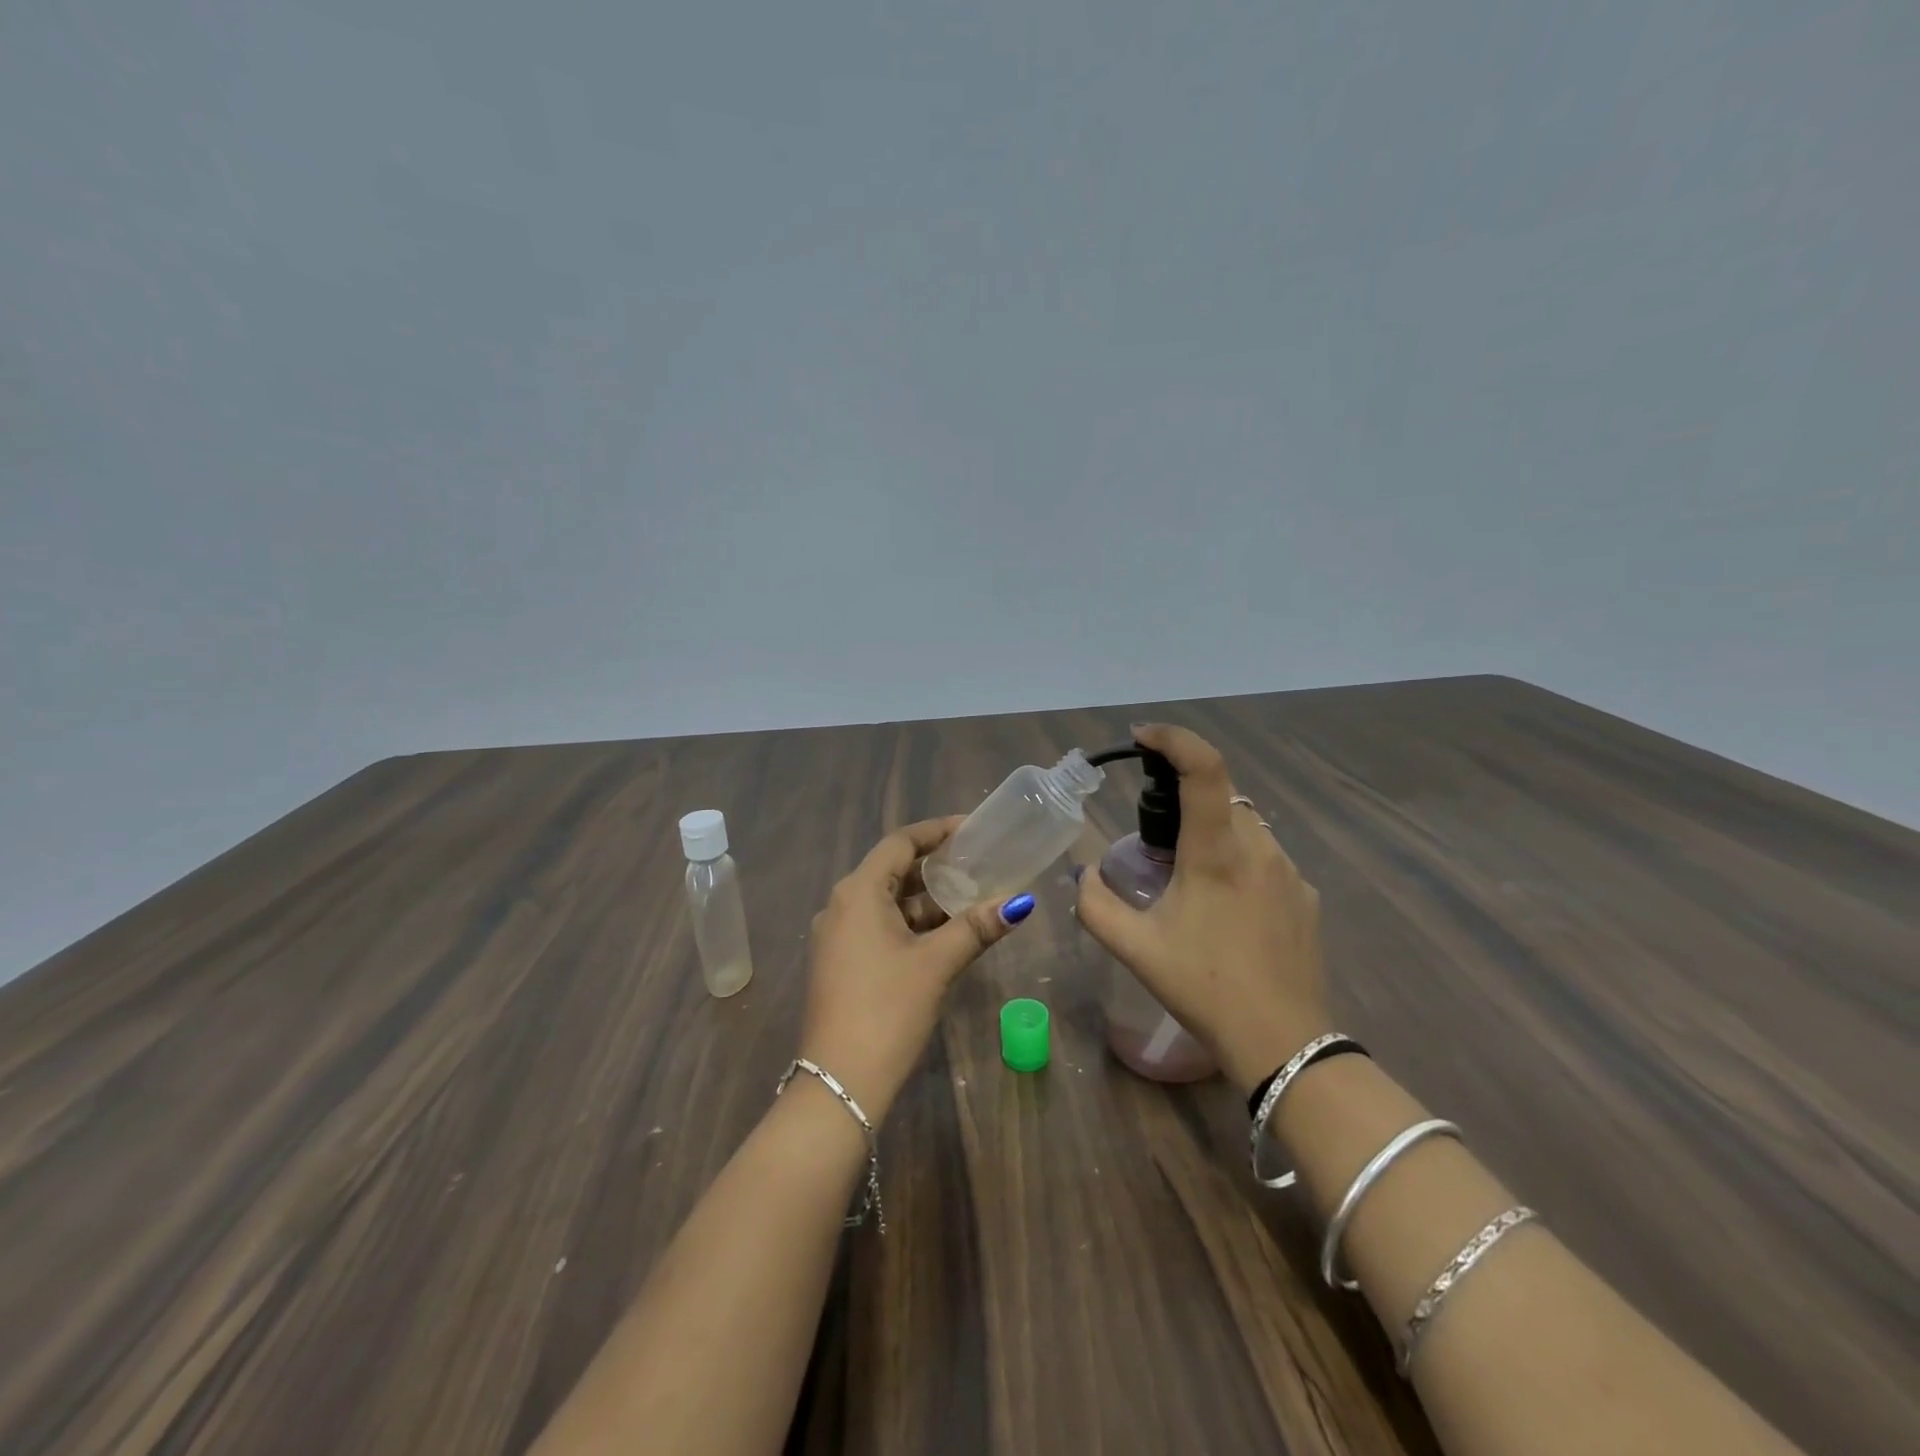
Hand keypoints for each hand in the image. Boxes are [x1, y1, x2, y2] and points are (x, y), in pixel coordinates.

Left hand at [799, 817, 1034, 1122]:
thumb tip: (1020, 902)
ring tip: (970, 899)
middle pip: (892, 870)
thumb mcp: (936, 963)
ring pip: (887, 903)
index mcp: (858, 892)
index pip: (900, 843)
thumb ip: (976, 927)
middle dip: (935, 867)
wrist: (838, 1082)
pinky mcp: (840, 962)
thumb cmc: (887, 1009)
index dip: (937, 831)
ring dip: (926, 900)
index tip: (972, 829)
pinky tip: (943, 935)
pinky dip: (911, 924)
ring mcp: (837, 936)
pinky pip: (878, 927)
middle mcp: (841, 905)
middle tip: (978, 864)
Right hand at [1073, 723, 1331, 1093]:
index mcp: (1216, 852)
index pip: (1203, 768)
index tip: (1143, 737)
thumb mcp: (1135, 949)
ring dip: (1213, 831)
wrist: (1283, 1042)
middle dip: (1185, 798)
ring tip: (1187, 876)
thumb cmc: (1203, 988)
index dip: (1174, 739)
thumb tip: (1082, 874)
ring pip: (1245, 826)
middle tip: (1154, 836)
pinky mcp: (1306, 896)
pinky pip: (1265, 857)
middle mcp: (1258, 848)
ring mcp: (1289, 872)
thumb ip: (1094, 904)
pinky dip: (1238, 860)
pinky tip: (1224, 906)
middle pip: (1221, 795)